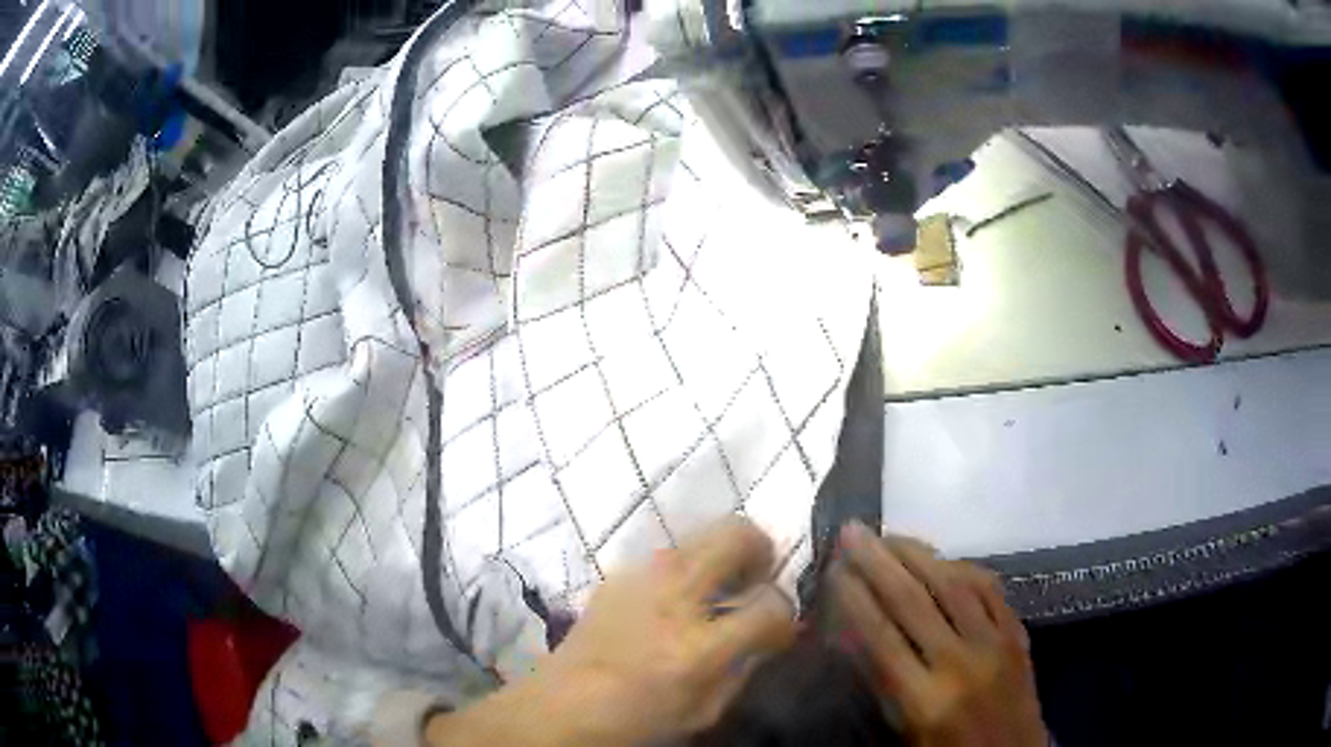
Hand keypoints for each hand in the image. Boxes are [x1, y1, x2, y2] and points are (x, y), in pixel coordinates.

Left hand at [426, 518, 797, 746]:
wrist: (558, 706)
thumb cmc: (635, 722)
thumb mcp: (704, 712)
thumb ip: (744, 669)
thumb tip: (768, 635)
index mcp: (699, 648)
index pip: (771, 608)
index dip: (786, 615)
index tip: (779, 626)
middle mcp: (673, 599)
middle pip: (736, 535)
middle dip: (761, 549)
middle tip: (757, 578)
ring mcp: (640, 579)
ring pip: (702, 532)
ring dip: (722, 553)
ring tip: (718, 587)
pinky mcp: (616, 575)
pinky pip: (667, 553)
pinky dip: (687, 565)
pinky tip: (675, 598)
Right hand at [830, 522, 1047, 746]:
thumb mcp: (903, 733)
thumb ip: (881, 684)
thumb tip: (854, 634)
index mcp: (924, 700)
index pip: (880, 637)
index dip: (853, 598)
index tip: (832, 569)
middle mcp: (959, 662)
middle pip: (912, 600)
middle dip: (877, 561)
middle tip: (852, 531)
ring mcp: (995, 643)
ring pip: (953, 584)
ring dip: (917, 554)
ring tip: (890, 536)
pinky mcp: (1018, 634)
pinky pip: (990, 588)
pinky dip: (963, 567)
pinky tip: (943, 559)